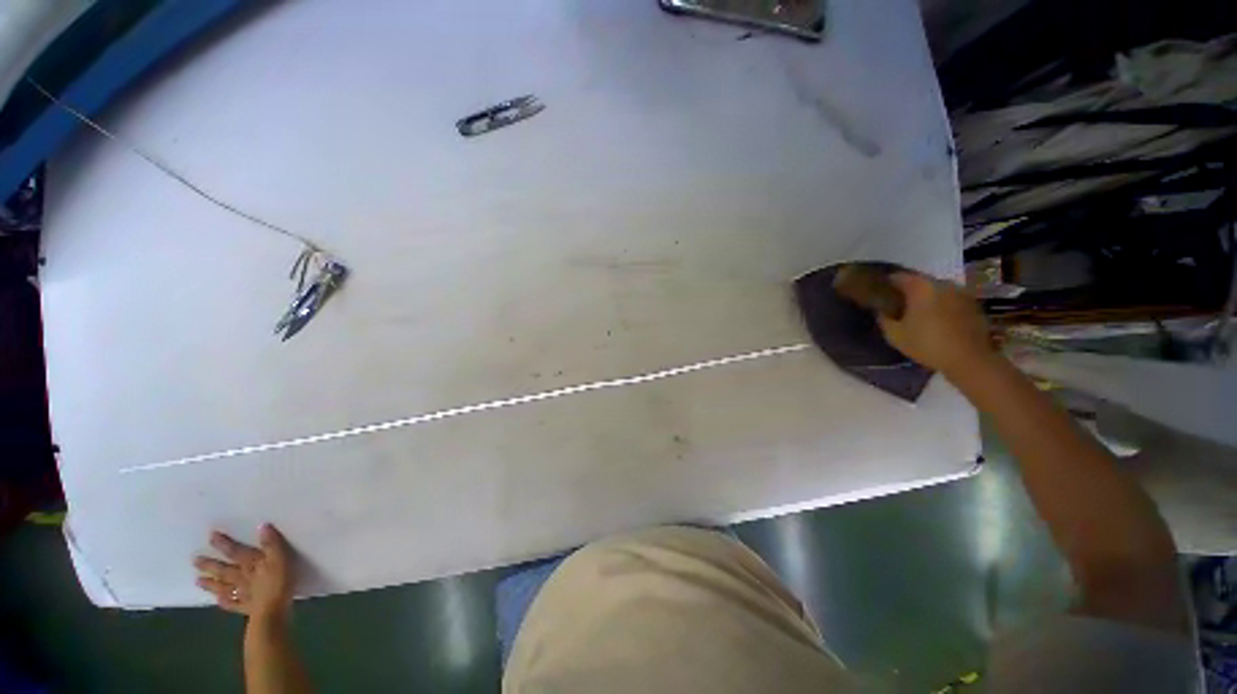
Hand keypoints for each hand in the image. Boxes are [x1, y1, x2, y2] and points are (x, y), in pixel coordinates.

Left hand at [195, 524, 294, 620]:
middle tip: (194, 562)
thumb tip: (262, 525)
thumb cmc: (279, 585)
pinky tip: (218, 602)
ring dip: (211, 584)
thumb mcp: (280, 560)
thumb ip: (271, 544)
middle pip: (223, 570)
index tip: (210, 537)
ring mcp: (244, 594)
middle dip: (209, 565)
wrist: (276, 614)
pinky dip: (226, 603)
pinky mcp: (249, 609)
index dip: (222, 544)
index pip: (233, 551)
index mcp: (249, 564)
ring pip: (225, 587)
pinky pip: (235, 605)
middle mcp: (241, 577)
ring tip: (198, 582)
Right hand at [877, 272, 992, 375]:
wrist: (969, 359)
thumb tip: (882, 312)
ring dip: (933, 302)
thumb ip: (886, 321)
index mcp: (919, 285)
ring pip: (939, 292)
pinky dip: (949, 310)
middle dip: (913, 295)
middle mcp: (939, 280)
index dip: (888, 287)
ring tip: (931, 322)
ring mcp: (959, 290)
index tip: (886, 300)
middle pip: (920, 283)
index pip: (897, 277)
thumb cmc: (930, 346)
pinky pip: (955, 302)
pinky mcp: (973, 303)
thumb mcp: (898, 338)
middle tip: (908, 313)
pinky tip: (948, 328)